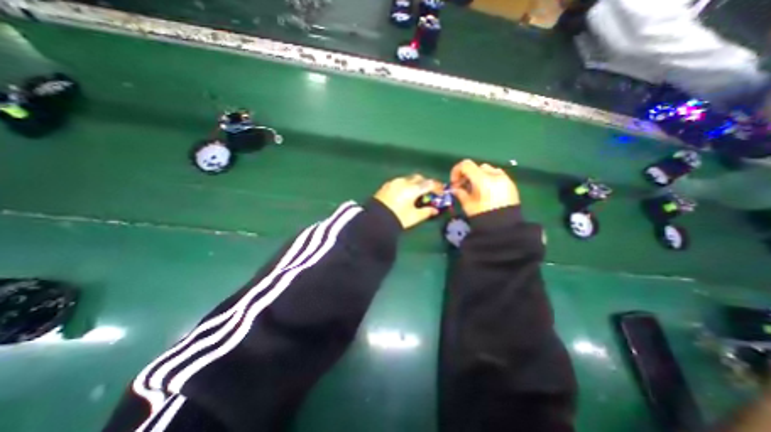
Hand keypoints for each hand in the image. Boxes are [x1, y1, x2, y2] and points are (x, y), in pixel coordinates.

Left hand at [375, 174, 446, 229]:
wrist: (375, 220)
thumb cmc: (398, 218)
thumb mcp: (414, 217)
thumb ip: (426, 212)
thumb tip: (435, 210)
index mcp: (413, 189)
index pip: (429, 184)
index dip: (438, 187)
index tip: (441, 193)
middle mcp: (404, 182)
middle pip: (419, 178)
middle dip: (426, 183)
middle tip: (429, 193)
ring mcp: (394, 182)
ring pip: (408, 179)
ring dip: (415, 184)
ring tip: (415, 194)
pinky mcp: (386, 185)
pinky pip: (399, 182)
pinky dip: (405, 186)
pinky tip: (404, 194)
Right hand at [450, 158, 519, 216]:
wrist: (504, 227)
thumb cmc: (482, 215)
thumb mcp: (467, 204)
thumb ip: (459, 193)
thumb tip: (455, 188)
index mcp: (483, 179)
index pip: (466, 165)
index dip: (456, 171)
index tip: (454, 182)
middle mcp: (495, 175)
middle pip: (477, 167)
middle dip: (468, 175)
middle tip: (463, 187)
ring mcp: (505, 178)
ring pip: (488, 170)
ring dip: (479, 176)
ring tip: (476, 189)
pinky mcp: (511, 184)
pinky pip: (497, 176)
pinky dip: (489, 179)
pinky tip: (487, 192)